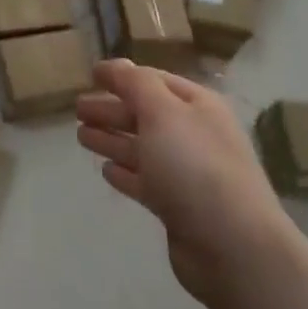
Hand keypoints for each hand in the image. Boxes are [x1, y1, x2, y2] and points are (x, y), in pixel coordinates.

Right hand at [75, 60, 285, 306]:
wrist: (231, 244)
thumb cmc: (194, 167)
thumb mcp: (162, 112)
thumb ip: (135, 84)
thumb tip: (115, 64)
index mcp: (197, 106)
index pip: (155, 80)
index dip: (123, 76)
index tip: (90, 74)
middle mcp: (194, 134)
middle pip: (145, 115)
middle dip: (111, 109)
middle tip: (76, 108)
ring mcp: (186, 172)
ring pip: (142, 148)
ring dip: (112, 139)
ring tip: (80, 135)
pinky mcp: (177, 206)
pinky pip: (145, 181)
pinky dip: (125, 173)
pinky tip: (106, 170)